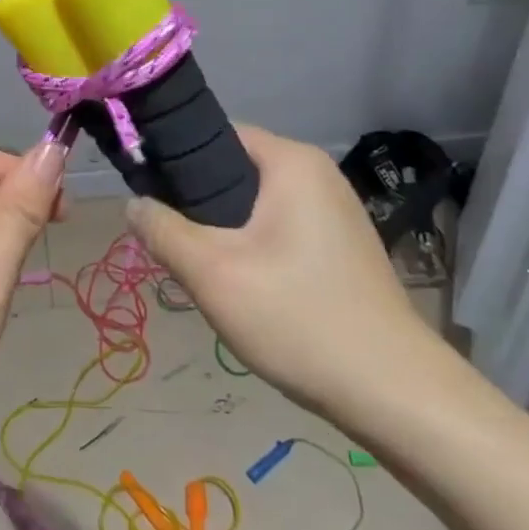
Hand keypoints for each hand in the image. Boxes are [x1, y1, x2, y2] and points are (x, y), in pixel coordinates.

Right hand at [125, 125, 441, 421]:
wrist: (395, 395)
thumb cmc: (299, 318)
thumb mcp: (213, 274)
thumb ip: (163, 231)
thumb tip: (132, 203)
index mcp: (292, 162)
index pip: (217, 135)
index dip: (176, 158)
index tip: (149, 193)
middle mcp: (318, 174)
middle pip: (236, 170)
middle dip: (199, 203)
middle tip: (172, 241)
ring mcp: (336, 211)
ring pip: (256, 204)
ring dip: (224, 229)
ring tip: (203, 267)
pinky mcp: (342, 246)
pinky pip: (280, 228)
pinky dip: (254, 246)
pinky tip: (244, 286)